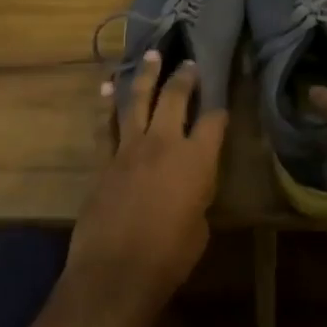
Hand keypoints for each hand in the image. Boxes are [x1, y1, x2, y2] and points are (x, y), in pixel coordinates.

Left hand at [63, 52, 224, 326]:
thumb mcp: (200, 227)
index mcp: (197, 160)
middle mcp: (164, 144)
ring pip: (138, 101)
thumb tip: (190, 188)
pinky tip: (107, 86)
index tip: (222, 100)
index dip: (220, 109)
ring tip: (151, 56)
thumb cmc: (169, 257)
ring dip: (145, 76)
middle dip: (184, 77)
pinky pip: (106, 124)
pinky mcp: (104, 161)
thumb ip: (197, 197)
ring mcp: (130, 149)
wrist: (115, 271)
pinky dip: (107, 103)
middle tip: (188, 61)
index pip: (214, 121)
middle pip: (175, 98)